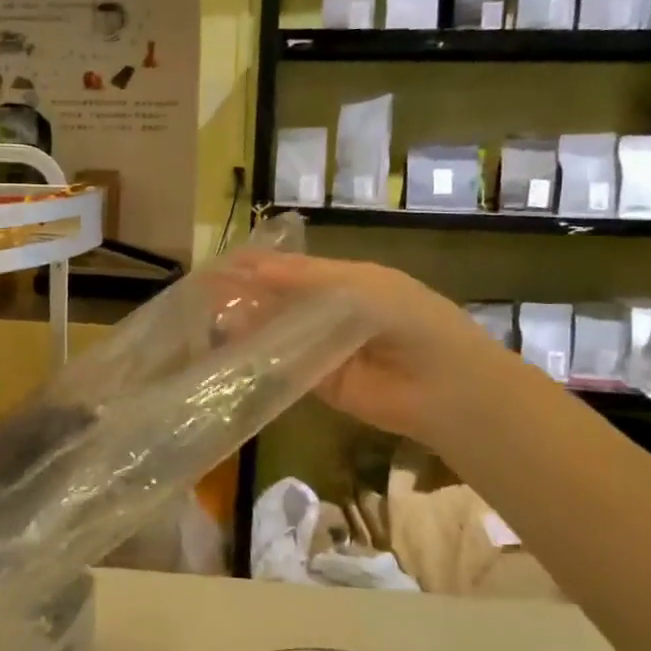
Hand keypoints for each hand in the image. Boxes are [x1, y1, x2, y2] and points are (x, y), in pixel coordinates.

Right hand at [222, 251, 489, 446]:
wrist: (447, 386)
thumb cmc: (410, 320)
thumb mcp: (361, 286)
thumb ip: (306, 279)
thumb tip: (251, 268)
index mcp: (347, 282)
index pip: (293, 270)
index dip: (259, 265)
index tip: (221, 263)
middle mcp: (331, 314)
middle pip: (281, 301)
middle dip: (247, 294)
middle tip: (204, 291)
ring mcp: (324, 349)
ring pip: (278, 334)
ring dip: (248, 325)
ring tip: (207, 316)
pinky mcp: (320, 384)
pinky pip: (284, 367)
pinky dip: (260, 358)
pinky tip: (231, 348)